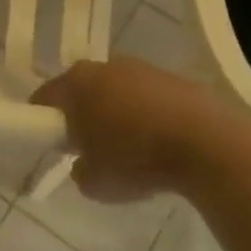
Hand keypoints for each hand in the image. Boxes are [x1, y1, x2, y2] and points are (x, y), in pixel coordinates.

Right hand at [31, 57, 238, 201]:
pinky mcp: (178, 79)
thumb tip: (84, 163)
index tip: (52, 144)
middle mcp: (106, 67)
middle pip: (82, 90)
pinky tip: (162, 144)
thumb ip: (79, 170)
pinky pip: (151, 98)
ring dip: (118, 113)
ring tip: (132, 149)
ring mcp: (144, 69)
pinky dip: (149, 115)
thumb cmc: (136, 159)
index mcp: (76, 84)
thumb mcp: (94, 182)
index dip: (42, 122)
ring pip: (118, 91)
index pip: (44, 98)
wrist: (209, 145)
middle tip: (89, 148)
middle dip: (82, 115)